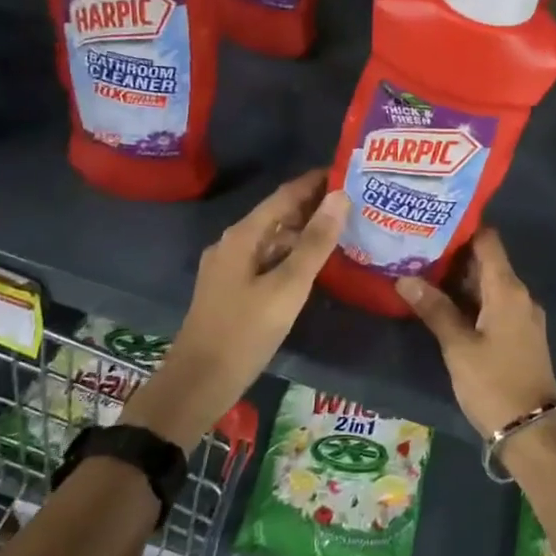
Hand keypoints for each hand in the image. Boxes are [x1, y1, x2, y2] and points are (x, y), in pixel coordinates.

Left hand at [125, 169, 346, 446]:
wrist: (198, 383)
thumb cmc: (244, 332)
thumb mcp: (287, 288)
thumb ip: (315, 243)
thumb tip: (340, 197)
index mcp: (243, 236)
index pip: (285, 195)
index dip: (316, 182)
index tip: (350, 172)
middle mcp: (234, 243)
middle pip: (279, 215)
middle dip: (314, 206)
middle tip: (356, 201)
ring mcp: (230, 267)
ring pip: (274, 239)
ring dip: (305, 232)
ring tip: (344, 229)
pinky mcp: (232, 289)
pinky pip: (268, 259)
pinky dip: (293, 255)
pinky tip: (315, 265)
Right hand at [396, 229, 555, 439]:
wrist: (532, 430)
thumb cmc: (493, 383)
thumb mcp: (458, 347)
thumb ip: (434, 309)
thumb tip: (404, 278)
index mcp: (508, 290)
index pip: (488, 241)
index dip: (463, 228)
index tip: (432, 223)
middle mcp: (520, 295)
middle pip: (487, 262)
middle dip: (454, 255)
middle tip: (416, 248)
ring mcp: (522, 316)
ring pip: (489, 285)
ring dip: (460, 280)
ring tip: (422, 272)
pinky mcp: (520, 334)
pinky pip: (494, 304)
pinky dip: (471, 300)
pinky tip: (443, 305)